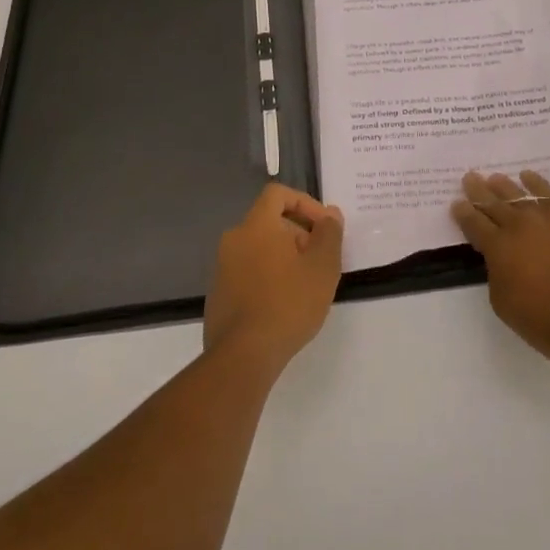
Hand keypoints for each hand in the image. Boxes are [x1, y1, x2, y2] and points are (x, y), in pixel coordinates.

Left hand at [203, 184, 344, 376]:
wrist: (243, 355)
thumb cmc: (288, 303)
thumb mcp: (322, 266)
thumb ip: (329, 234)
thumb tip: (330, 214)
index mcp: (256, 225)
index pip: (278, 194)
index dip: (305, 203)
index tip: (323, 227)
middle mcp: (234, 239)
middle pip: (270, 221)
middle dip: (299, 234)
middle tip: (320, 261)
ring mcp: (222, 267)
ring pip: (259, 247)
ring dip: (284, 257)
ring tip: (306, 285)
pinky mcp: (219, 293)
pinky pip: (248, 271)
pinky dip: (268, 276)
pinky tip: (284, 304)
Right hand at [452, 169, 549, 374]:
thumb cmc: (547, 323)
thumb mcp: (504, 303)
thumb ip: (497, 272)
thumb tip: (501, 255)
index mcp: (499, 247)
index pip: (474, 223)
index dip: (463, 213)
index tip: (456, 203)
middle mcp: (521, 224)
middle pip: (494, 202)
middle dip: (479, 190)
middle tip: (470, 178)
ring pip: (521, 193)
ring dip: (505, 185)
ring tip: (495, 178)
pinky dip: (536, 184)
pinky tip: (529, 178)